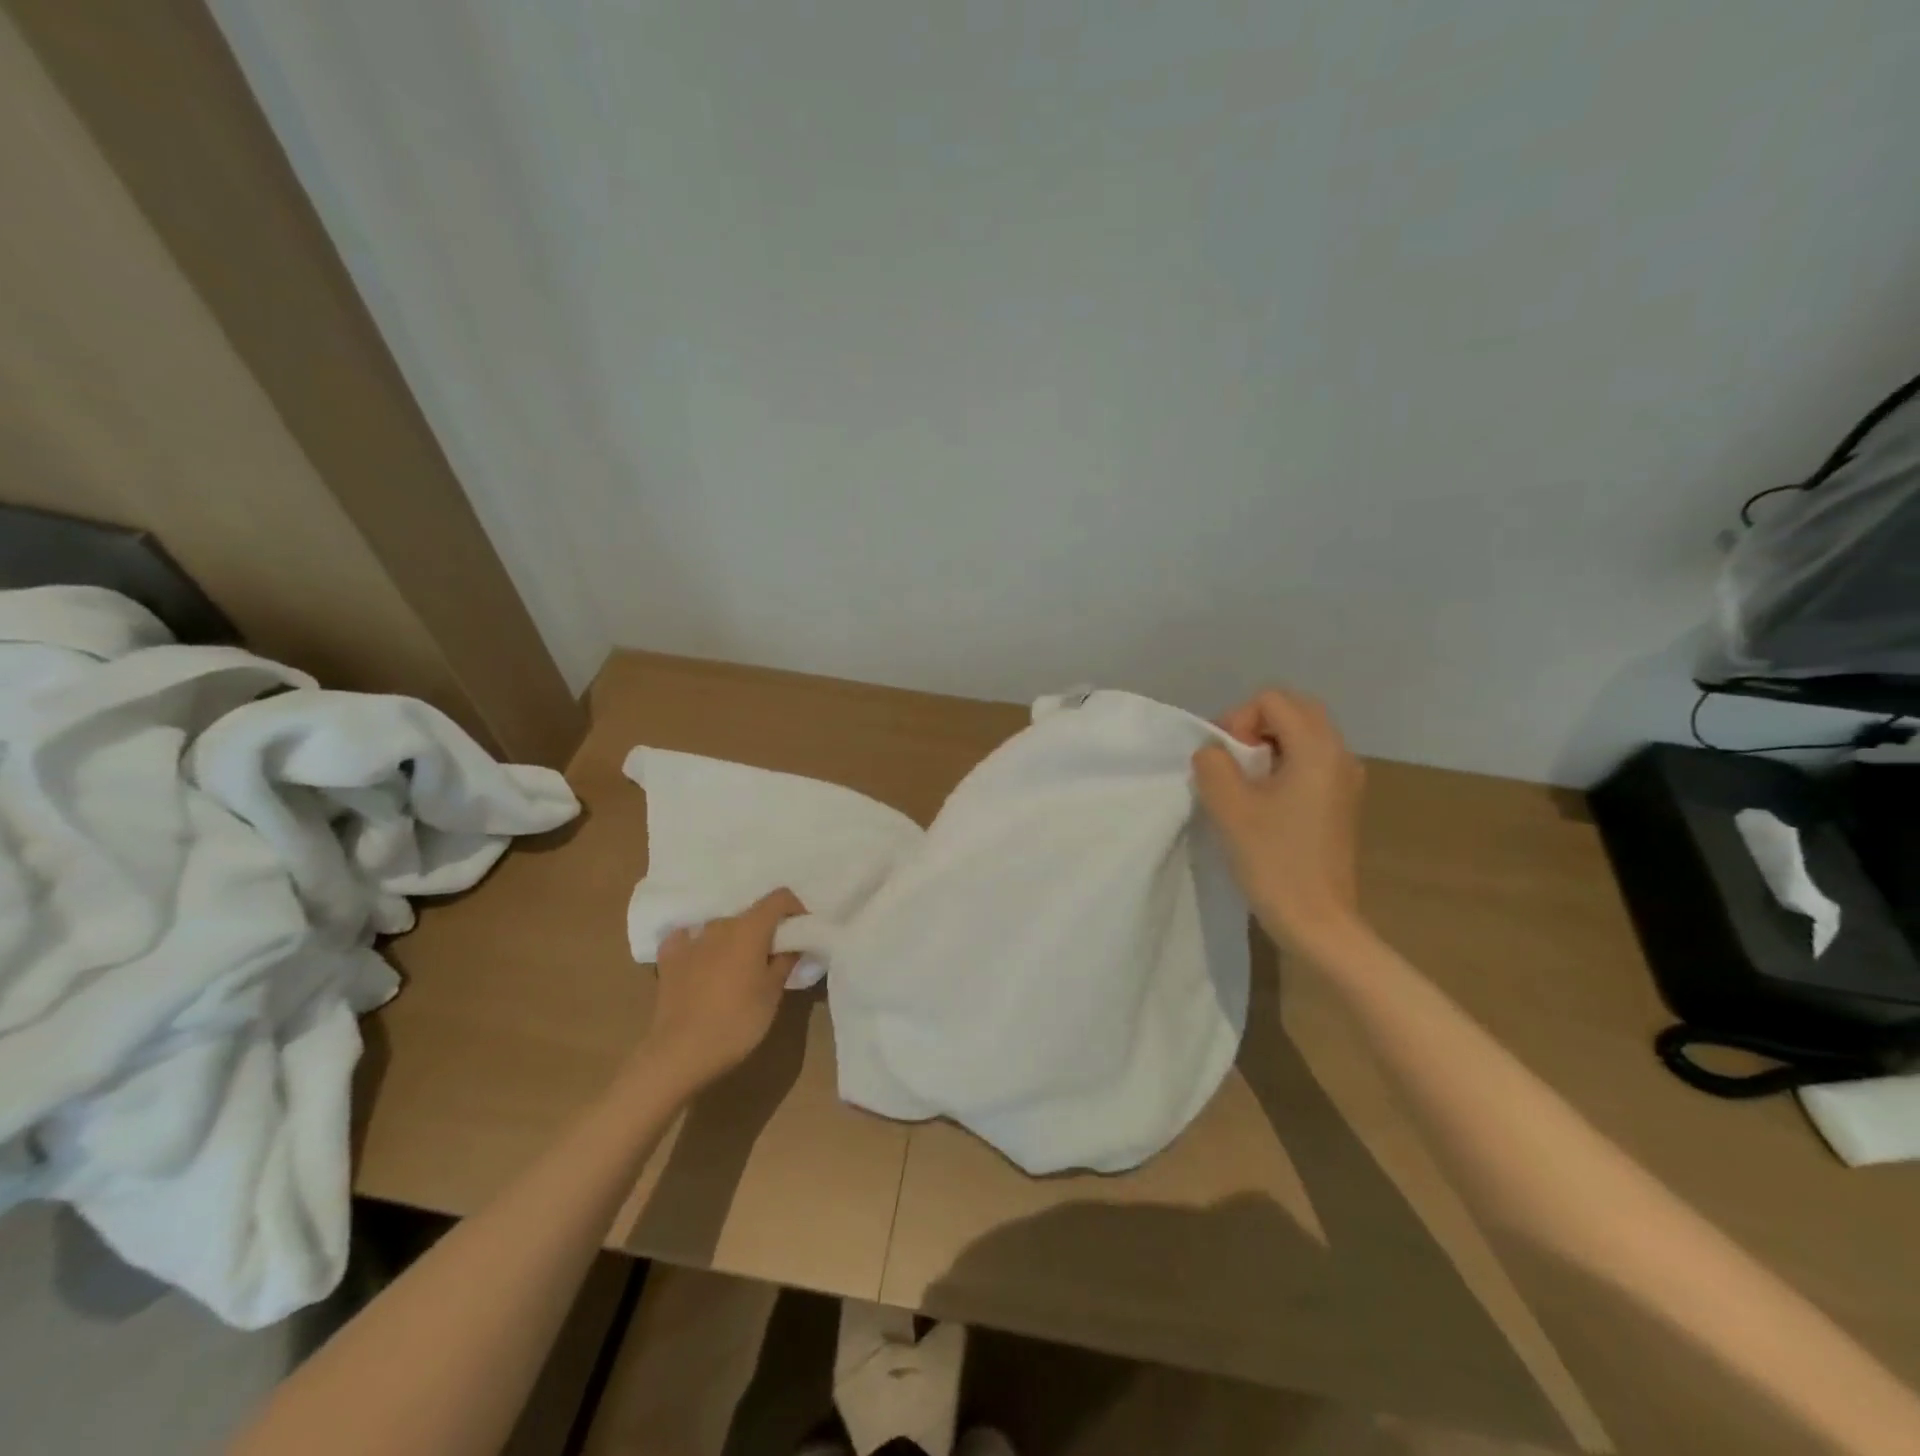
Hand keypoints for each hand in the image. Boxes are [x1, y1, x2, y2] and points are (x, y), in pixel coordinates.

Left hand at [629, 889, 805, 1093]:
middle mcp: (720, 925)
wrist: (680, 1053)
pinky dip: (699, 945)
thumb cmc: (737, 1022)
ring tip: (738, 966)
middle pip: (750, 914)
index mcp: (750, 929)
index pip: (779, 898)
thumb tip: (794, 944)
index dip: (795, 909)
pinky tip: (701, 961)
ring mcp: (691, 939)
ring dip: (734, 939)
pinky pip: (688, 938)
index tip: (801, 930)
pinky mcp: (669, 958)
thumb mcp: (773, 994)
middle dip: (765, 929)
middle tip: (773, 957)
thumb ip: (786, 961)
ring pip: (721, 927)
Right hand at [1192, 689, 1366, 955]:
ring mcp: (1346, 780)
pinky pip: (1310, 762)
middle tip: (1230, 765)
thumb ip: (1212, 764)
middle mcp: (1340, 755)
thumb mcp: (1229, 806)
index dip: (1237, 721)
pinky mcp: (1341, 803)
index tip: (1224, 762)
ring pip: (1303, 736)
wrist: (1318, 921)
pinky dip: (1283, 766)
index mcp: (1317, 749)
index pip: (1272, 700)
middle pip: (1293, 710)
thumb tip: (1214, 753)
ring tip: (1243, 785)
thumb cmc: (1274, 860)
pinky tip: (1264, 803)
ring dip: (1267, 747)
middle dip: (1254, 727)